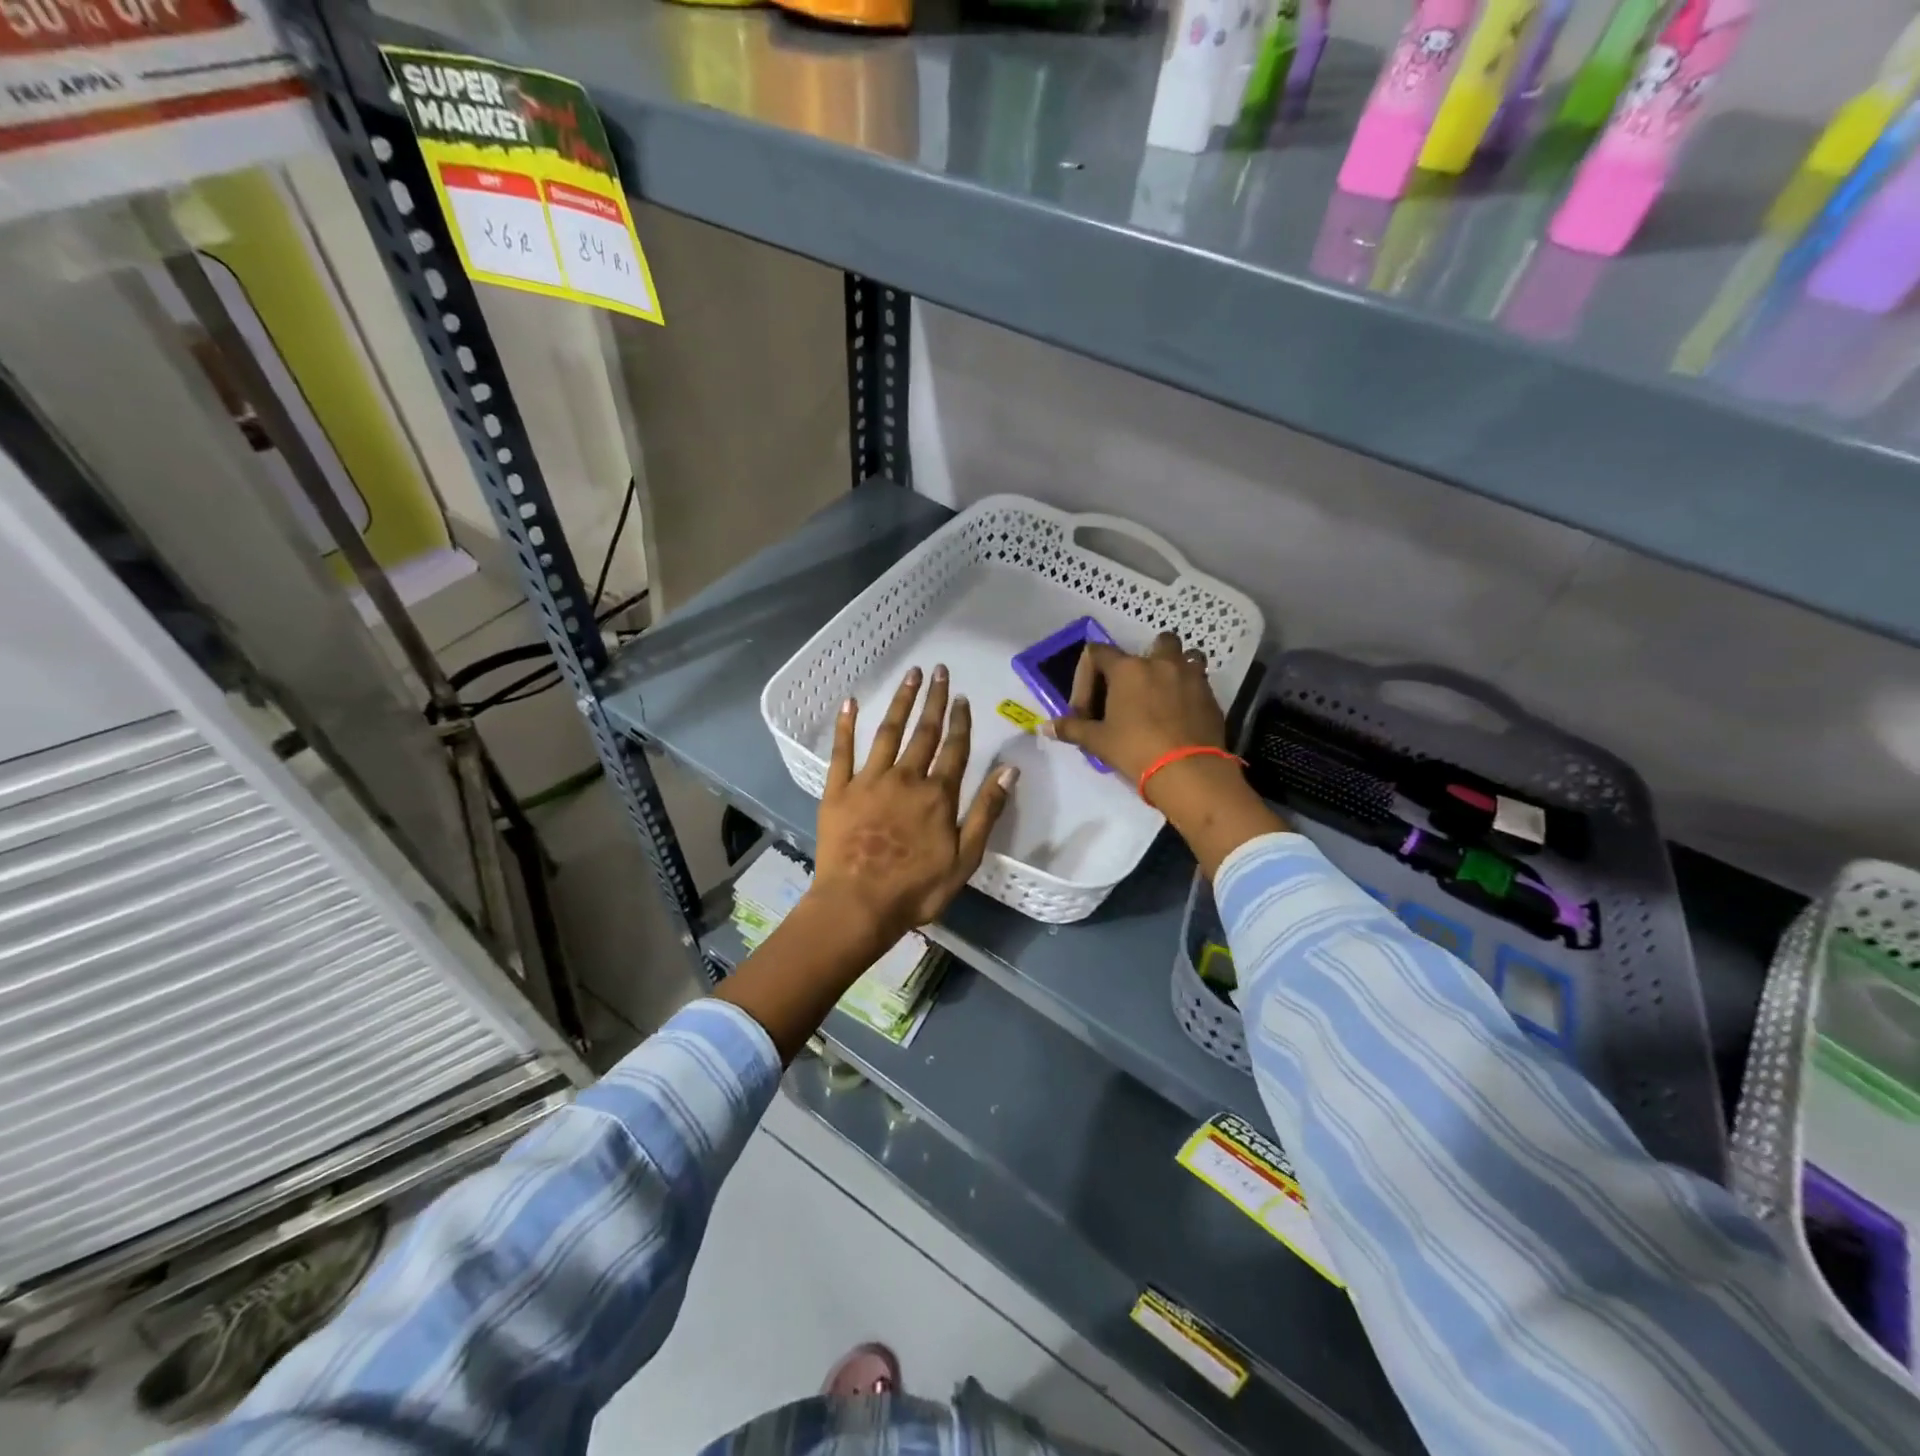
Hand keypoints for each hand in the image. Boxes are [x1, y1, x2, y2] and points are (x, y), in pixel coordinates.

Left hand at [811, 665, 1016, 947]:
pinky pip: (842, 751)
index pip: (955, 749)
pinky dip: (846, 726)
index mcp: (937, 794)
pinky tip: (850, 702)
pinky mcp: (838, 790)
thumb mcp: (965, 858)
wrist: (858, 905)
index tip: (963, 697)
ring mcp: (869, 781)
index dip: (961, 721)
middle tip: (939, 671)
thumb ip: (986, 811)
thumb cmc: (917, 889)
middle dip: (934, 700)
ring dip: (900, 702)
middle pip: (924, 732)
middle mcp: (906, 778)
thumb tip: (1009, 770)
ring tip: (910, 675)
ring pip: (888, 732)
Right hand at [1046, 632, 1283, 875]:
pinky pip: (1200, 681)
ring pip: (1186, 656)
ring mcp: (1191, 676)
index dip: (1086, 677)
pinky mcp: (1211, 696)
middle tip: (1134, 689)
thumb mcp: (1098, 741)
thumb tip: (1045, 727)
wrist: (1189, 772)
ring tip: (1164, 693)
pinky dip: (1189, 690)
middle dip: (1144, 659)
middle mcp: (1161, 663)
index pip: (1097, 653)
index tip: (1086, 708)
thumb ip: (1072, 729)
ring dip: (1174, 668)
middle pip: (1155, 642)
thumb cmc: (1136, 750)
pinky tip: (1181, 715)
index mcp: (1128, 669)